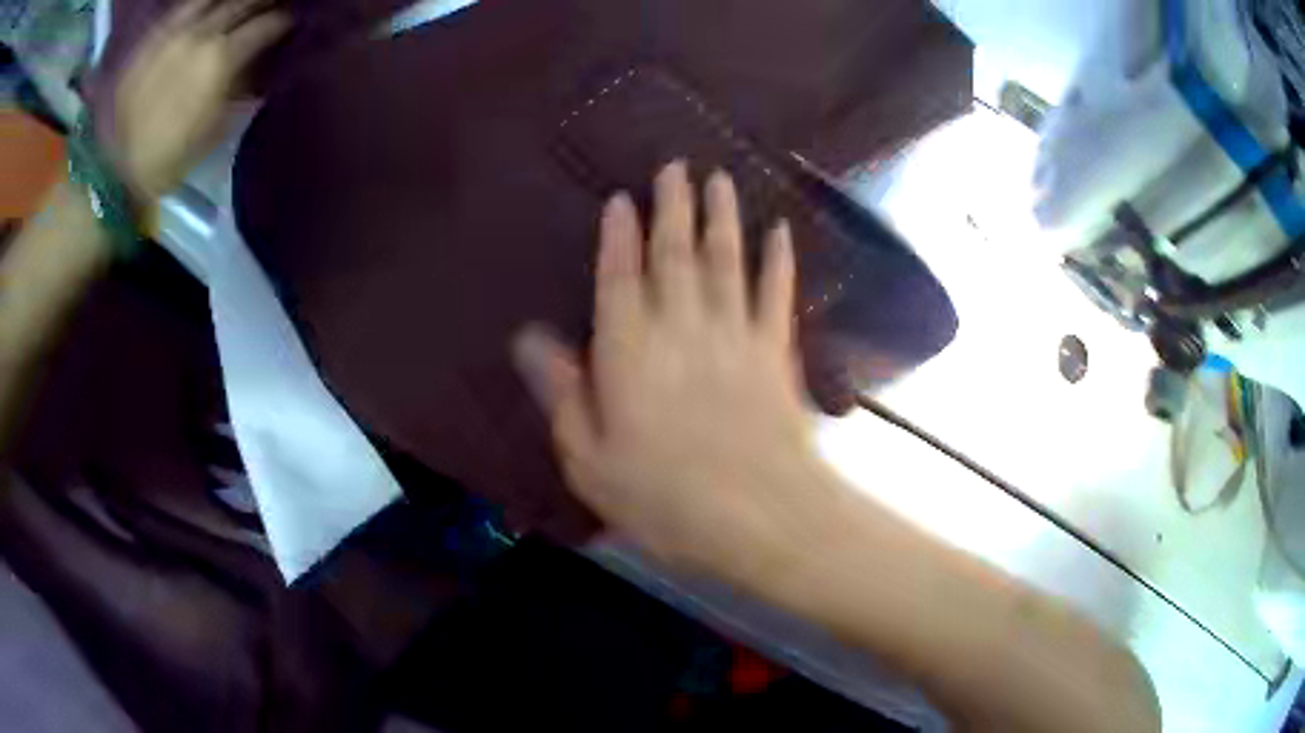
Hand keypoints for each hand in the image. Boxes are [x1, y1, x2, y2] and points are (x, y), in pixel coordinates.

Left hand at [112, 0, 288, 200]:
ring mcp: (175, 31)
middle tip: (269, 5)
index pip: (268, 25)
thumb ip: (240, 87)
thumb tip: (258, 63)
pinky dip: (199, 4)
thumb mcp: (215, 129)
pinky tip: (205, 8)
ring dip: (230, 0)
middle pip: (244, 1)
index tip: (291, 23)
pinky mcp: (152, 38)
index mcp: (222, 59)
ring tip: (237, 4)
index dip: (283, 22)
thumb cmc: (169, 158)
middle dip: (262, 2)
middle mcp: (202, 33)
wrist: (115, 170)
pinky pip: (183, 7)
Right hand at [515, 161, 838, 581]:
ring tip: (719, 179)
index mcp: (629, 353)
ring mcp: (734, 335)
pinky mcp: (775, 352)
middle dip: (674, 206)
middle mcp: (681, 328)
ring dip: (722, 216)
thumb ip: (562, 393)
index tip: (622, 198)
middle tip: (676, 165)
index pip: (619, 278)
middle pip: (675, 254)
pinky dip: (778, 260)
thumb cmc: (665, 499)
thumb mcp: (589, 461)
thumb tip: (530, 340)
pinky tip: (780, 231)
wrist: (761, 517)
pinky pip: (776, 293)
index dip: (620, 237)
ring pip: (725, 260)